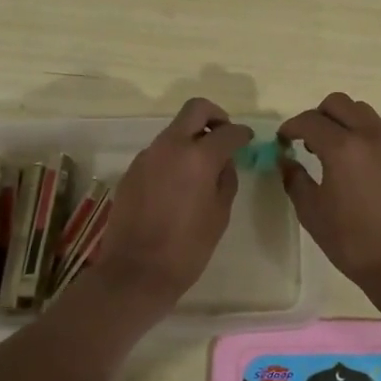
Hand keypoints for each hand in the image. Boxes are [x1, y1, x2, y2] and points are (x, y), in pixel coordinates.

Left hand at [92, 98, 251, 311]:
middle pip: (195, 109)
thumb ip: (226, 179)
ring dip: (191, 138)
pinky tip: (179, 183)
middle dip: (215, 116)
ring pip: (174, 130)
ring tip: (202, 166)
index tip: (247, 140)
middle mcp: (171, 146)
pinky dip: (174, 156)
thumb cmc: (187, 248)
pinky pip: (159, 151)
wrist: (136, 271)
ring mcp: (147, 155)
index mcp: (198, 157)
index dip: (242, 134)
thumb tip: (224, 162)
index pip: (228, 132)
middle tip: (224, 136)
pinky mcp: (132, 169)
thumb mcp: (219, 214)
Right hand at [278, 93, 380, 298]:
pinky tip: (361, 172)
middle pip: (340, 103)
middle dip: (318, 115)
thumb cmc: (351, 241)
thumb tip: (287, 160)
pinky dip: (365, 142)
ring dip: (344, 123)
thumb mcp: (311, 212)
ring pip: (365, 115)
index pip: (310, 120)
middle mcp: (370, 138)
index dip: (291, 127)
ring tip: (335, 151)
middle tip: (308, 140)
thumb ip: (295, 179)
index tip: (283, 140)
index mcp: (342, 148)